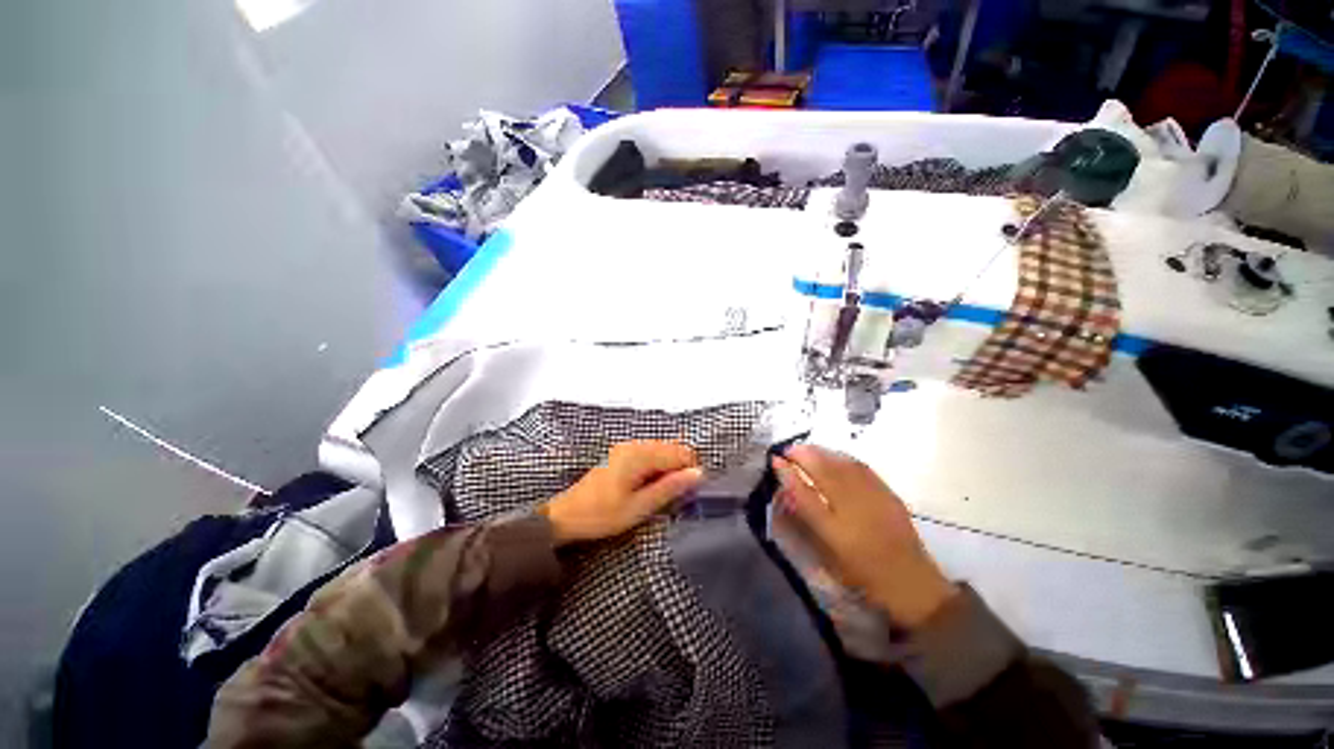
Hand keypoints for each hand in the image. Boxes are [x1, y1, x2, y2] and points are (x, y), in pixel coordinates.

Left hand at [540, 441, 703, 545]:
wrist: (566, 516)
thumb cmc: (602, 514)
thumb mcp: (639, 507)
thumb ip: (670, 488)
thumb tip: (698, 474)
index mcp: (640, 454)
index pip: (681, 453)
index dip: (691, 471)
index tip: (689, 494)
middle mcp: (635, 445)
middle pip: (672, 448)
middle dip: (680, 469)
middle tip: (675, 497)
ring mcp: (627, 447)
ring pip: (662, 451)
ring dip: (668, 469)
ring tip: (661, 494)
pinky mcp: (622, 454)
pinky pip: (649, 454)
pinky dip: (656, 468)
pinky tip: (649, 487)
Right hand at [772, 444, 957, 628]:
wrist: (911, 583)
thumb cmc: (862, 574)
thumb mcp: (827, 555)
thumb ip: (805, 522)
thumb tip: (787, 493)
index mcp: (834, 529)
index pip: (803, 492)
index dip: (786, 473)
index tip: (774, 460)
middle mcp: (852, 508)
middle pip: (823, 470)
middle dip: (802, 454)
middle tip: (788, 450)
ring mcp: (872, 497)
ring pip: (841, 463)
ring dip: (820, 452)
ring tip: (806, 449)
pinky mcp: (887, 493)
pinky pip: (860, 467)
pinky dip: (841, 457)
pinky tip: (834, 456)